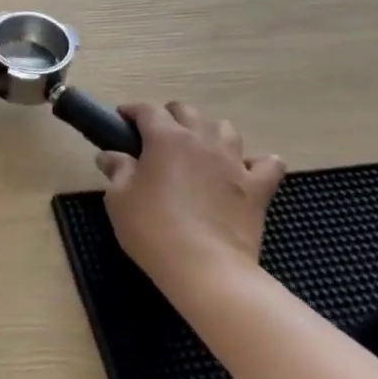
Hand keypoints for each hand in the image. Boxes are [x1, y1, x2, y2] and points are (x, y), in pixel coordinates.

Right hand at [95, 103, 285, 310]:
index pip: (147, 110)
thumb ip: (117, 170)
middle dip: (169, 116)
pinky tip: (244, 170)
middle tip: (156, 136)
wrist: (205, 268)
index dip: (132, 111)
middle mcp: (202, 140)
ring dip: (209, 132)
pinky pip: (267, 163)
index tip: (121, 119)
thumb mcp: (119, 199)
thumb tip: (110, 156)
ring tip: (198, 150)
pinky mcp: (258, 188)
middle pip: (187, 112)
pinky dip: (256, 162)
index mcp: (166, 138)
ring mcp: (234, 162)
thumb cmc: (153, 229)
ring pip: (225, 128)